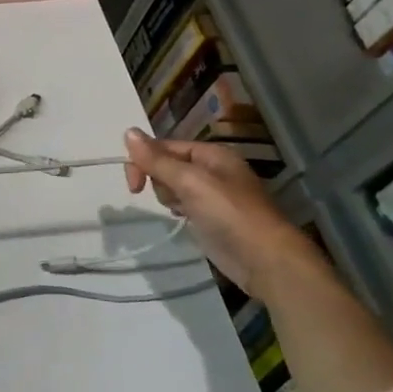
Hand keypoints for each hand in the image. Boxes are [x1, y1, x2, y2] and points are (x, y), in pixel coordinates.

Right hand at [123, 129, 314, 296]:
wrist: (264, 260)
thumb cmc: (228, 214)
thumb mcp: (190, 182)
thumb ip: (157, 159)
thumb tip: (128, 131)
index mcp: (212, 154)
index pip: (166, 146)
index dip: (145, 160)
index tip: (133, 186)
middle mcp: (212, 169)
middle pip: (167, 164)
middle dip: (159, 180)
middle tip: (170, 199)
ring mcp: (212, 194)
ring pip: (172, 185)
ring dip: (167, 195)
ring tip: (180, 210)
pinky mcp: (210, 217)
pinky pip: (182, 203)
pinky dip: (176, 208)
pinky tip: (181, 218)